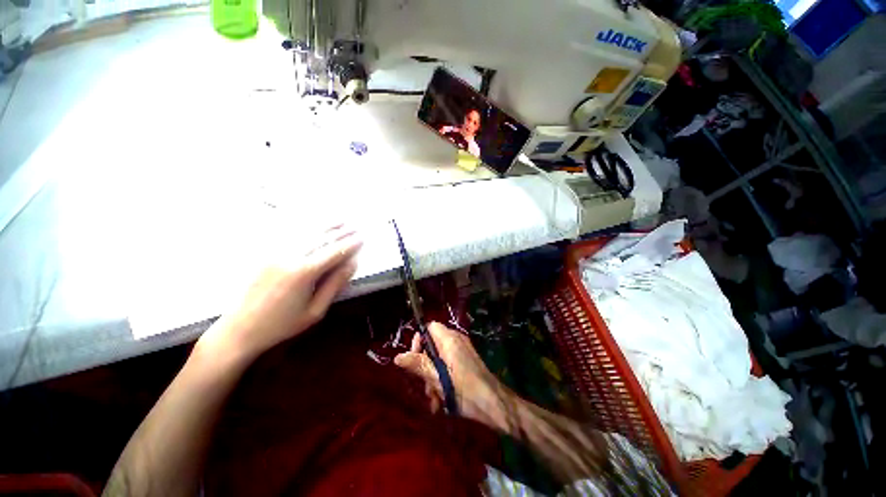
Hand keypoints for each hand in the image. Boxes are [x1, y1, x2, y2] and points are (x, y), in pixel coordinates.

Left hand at [200, 224, 361, 362]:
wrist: (239, 329)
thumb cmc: (282, 324)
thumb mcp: (315, 311)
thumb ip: (335, 285)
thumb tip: (352, 264)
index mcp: (304, 273)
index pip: (334, 252)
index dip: (350, 244)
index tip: (362, 238)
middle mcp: (290, 257)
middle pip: (321, 239)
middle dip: (341, 232)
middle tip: (356, 227)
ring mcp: (275, 253)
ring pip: (306, 233)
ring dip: (326, 226)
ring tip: (341, 220)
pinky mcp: (265, 254)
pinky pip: (289, 235)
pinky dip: (305, 227)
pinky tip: (314, 224)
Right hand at [394, 322, 513, 429]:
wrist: (494, 404)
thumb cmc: (465, 390)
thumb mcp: (437, 379)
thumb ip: (418, 365)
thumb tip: (398, 356)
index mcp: (449, 339)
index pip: (429, 327)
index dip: (419, 340)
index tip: (415, 360)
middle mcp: (456, 340)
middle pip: (432, 345)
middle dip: (425, 366)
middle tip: (425, 386)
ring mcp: (463, 351)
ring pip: (439, 358)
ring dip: (433, 378)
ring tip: (435, 399)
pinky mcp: (467, 362)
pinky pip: (449, 365)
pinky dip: (443, 379)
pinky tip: (442, 401)